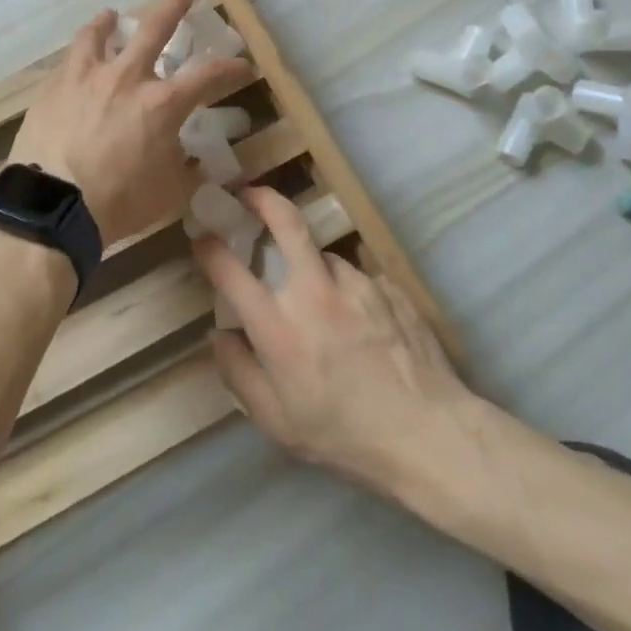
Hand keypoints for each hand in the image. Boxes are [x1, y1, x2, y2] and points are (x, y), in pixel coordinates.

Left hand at [9, 0, 254, 246]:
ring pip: (99, 34)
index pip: (208, 76)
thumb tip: (195, 161)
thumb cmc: (118, 202)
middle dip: (175, 4)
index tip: (244, 66)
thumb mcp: (169, 193)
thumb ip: (186, 170)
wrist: (51, 206)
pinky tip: (76, 62)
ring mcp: (85, 77)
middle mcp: (126, 77)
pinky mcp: (52, 88)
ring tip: (111, 15)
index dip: (231, 69)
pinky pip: (68, 61)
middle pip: (156, 27)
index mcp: (162, 103)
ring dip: (108, 21)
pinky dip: (78, 56)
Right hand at [193, 187, 473, 499]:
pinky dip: (347, 292)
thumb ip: (238, 373)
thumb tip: (218, 334)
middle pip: (287, 223)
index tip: (202, 237)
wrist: (429, 436)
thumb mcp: (277, 422)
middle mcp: (315, 293)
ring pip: (324, 256)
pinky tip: (358, 322)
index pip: (231, 272)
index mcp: (279, 328)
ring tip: (319, 303)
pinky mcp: (389, 287)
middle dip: (262, 199)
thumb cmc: (344, 436)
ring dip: (312, 267)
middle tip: (248, 195)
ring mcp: (357, 284)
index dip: (210, 248)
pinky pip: (358, 279)